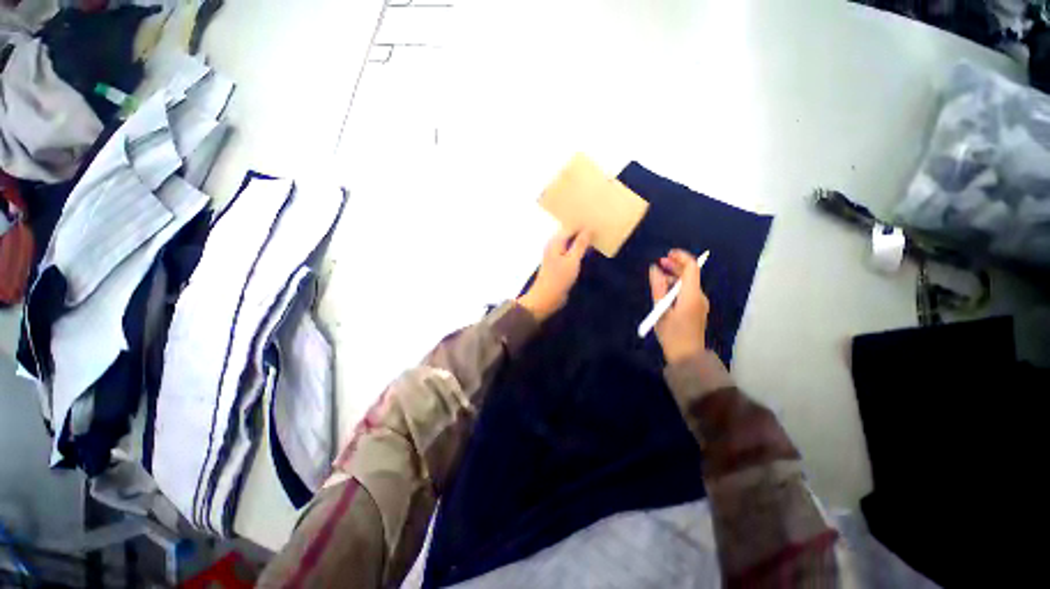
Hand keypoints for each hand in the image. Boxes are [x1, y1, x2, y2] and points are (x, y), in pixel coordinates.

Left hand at [518, 228, 590, 321]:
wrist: (546, 298)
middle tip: (600, 227)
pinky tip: (589, 251)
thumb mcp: (572, 261)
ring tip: (597, 237)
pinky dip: (579, 250)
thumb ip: (580, 244)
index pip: (570, 226)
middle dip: (583, 231)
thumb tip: (589, 228)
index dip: (583, 223)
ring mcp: (557, 255)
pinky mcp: (560, 264)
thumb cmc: (558, 279)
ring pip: (571, 243)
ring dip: (582, 241)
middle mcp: (555, 246)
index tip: (597, 220)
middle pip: (570, 234)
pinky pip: (571, 253)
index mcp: (555, 242)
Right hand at [648, 249, 709, 363]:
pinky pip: (688, 292)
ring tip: (657, 279)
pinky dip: (677, 287)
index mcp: (692, 295)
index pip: (692, 268)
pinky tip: (664, 292)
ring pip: (688, 283)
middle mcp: (699, 296)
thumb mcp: (660, 310)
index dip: (681, 257)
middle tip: (658, 263)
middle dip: (675, 266)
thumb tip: (654, 269)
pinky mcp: (697, 309)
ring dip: (674, 277)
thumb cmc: (672, 334)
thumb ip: (658, 288)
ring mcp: (700, 303)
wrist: (687, 356)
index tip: (667, 254)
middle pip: (691, 274)